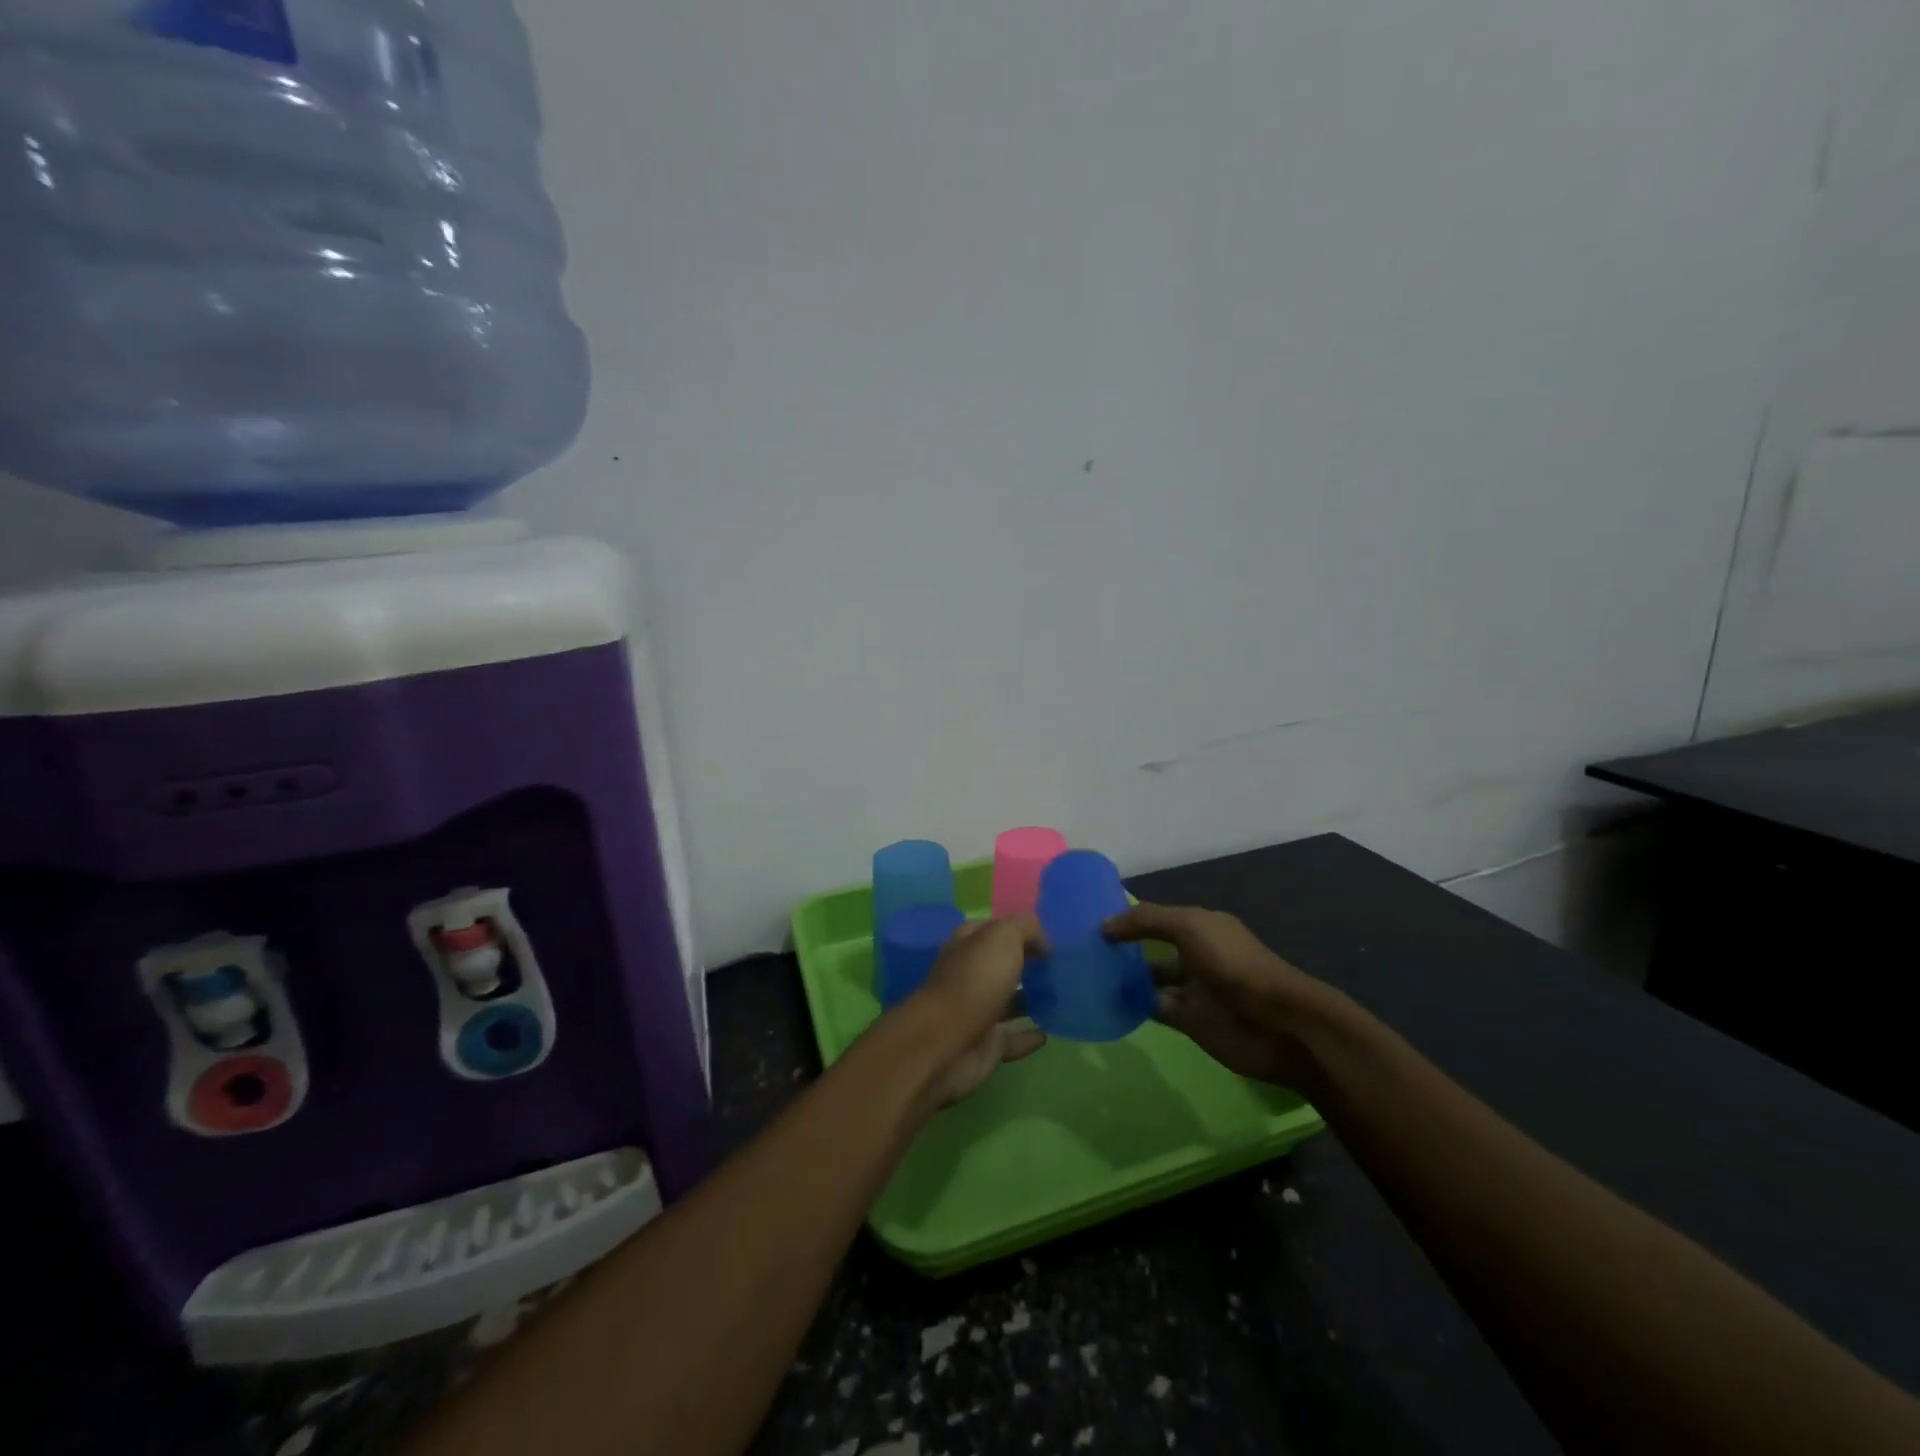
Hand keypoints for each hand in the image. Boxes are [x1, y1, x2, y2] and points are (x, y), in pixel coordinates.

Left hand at [902, 916, 1047, 1106]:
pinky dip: (1027, 1037)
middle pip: (1000, 966)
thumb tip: (1043, 943)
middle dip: (1025, 965)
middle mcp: (969, 975)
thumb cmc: (975, 980)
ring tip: (1060, 998)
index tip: (1048, 941)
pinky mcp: (984, 1046)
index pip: (992, 930)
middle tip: (1058, 968)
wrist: (947, 1041)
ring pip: (1007, 1002)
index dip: (1017, 931)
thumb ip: (1025, 929)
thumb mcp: (1003, 937)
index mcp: (968, 945)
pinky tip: (1047, 1033)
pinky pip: (1011, 1039)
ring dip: (1029, 1000)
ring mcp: (976, 1012)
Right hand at [1105, 902, 1334, 1091]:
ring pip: (1150, 980)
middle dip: (1122, 949)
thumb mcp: (1189, 927)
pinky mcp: (1190, 1021)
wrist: (1278, 1024)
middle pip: (1151, 948)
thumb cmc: (1234, 965)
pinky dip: (1133, 1006)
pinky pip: (1154, 1009)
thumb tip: (1104, 926)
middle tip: (1081, 952)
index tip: (1089, 923)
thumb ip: (1146, 921)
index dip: (1127, 919)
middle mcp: (1195, 954)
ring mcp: (1193, 989)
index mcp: (1200, 927)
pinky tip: (1107, 1002)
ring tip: (1086, 977)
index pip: (1155, 918)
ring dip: (1124, 979)